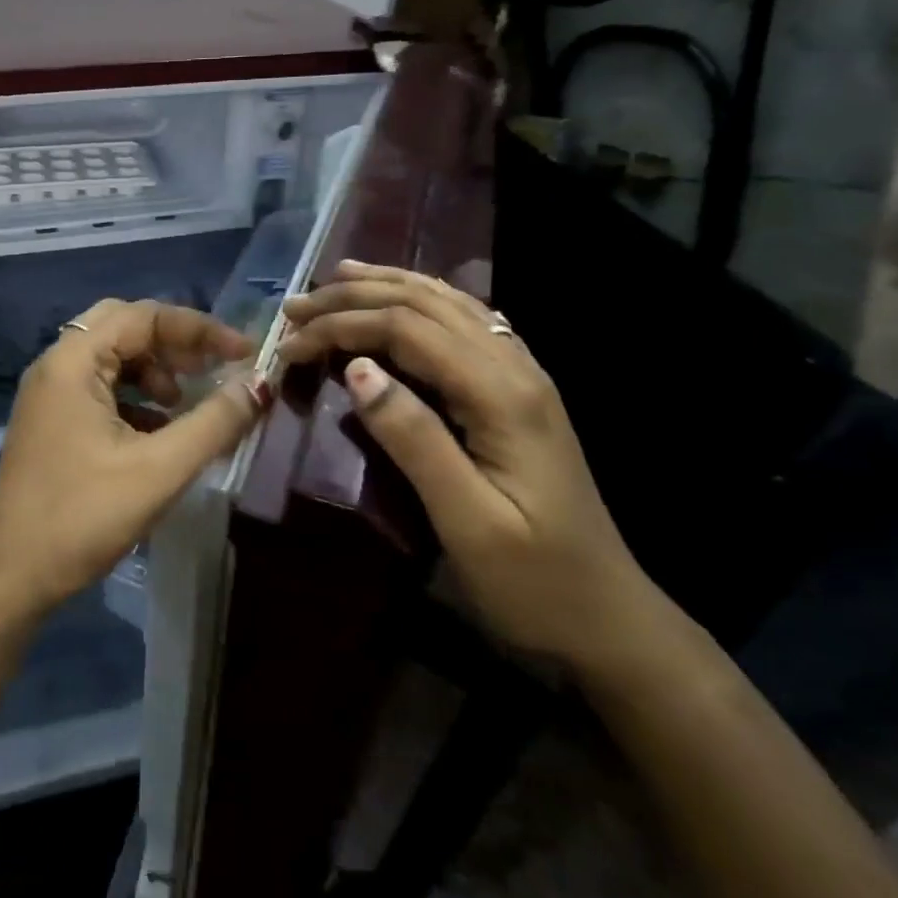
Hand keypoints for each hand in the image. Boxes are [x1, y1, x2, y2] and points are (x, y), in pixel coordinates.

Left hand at [0, 298, 270, 619]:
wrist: (10, 577)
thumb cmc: (83, 518)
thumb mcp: (160, 469)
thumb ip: (214, 422)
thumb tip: (261, 384)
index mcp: (72, 361)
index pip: (144, 315)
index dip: (200, 329)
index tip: (244, 353)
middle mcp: (55, 366)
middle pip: (123, 326)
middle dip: (174, 343)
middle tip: (211, 369)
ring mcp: (48, 395)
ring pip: (110, 358)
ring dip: (153, 370)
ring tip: (183, 406)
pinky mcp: (49, 423)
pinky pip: (98, 388)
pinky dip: (134, 397)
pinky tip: (157, 433)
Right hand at [277, 261, 668, 670]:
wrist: (609, 619)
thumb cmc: (533, 581)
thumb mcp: (468, 521)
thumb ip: (414, 439)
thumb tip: (357, 368)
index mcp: (502, 395)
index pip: (407, 330)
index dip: (343, 326)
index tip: (288, 346)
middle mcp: (516, 368)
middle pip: (426, 304)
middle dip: (356, 296)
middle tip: (297, 305)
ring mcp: (523, 377)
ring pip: (449, 305)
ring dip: (389, 286)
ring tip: (338, 277)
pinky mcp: (518, 393)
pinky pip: (466, 324)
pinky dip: (422, 301)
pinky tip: (404, 300)